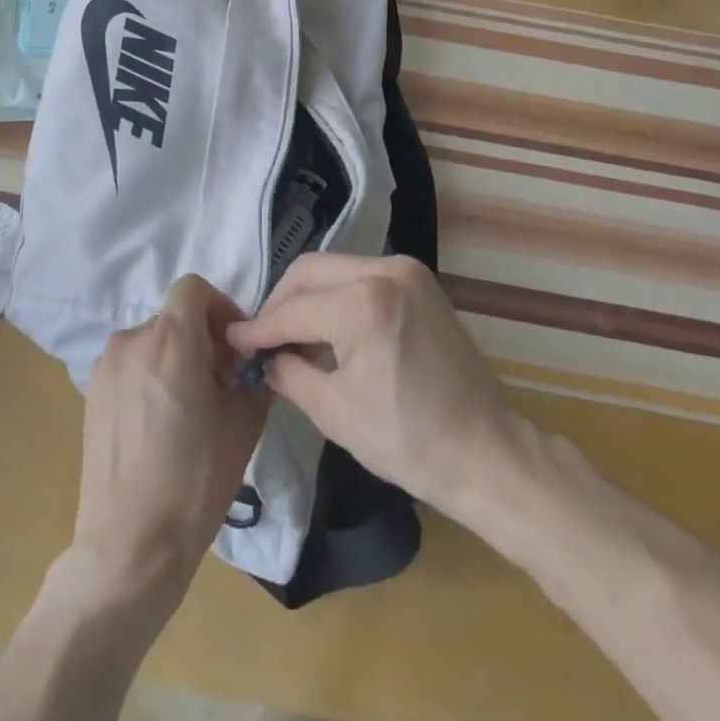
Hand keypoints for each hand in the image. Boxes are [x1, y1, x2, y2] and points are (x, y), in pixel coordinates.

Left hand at [73, 275, 270, 606]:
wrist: (130, 546)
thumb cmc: (194, 480)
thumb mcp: (243, 425)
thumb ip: (253, 376)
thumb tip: (255, 361)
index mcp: (171, 339)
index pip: (194, 287)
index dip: (221, 307)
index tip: (235, 346)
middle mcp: (133, 340)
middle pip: (175, 317)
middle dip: (203, 339)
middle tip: (222, 383)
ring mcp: (106, 367)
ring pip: (152, 342)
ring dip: (177, 359)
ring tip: (191, 408)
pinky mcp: (91, 394)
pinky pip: (131, 367)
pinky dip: (151, 377)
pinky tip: (161, 425)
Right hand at [225, 253, 519, 515]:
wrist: (487, 452)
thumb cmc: (407, 440)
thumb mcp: (334, 412)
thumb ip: (289, 373)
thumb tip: (264, 358)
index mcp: (363, 302)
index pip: (293, 309)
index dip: (259, 328)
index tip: (232, 342)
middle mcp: (385, 270)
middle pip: (311, 271)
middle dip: (280, 303)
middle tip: (261, 338)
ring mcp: (407, 271)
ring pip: (336, 268)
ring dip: (308, 296)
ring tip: (291, 335)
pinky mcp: (421, 280)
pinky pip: (362, 275)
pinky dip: (338, 295)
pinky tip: (328, 327)